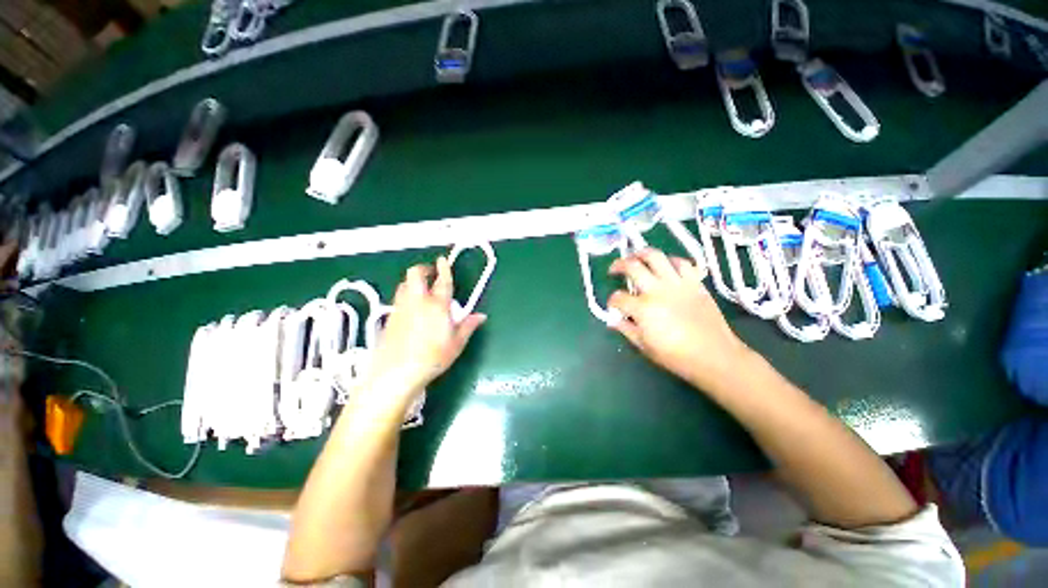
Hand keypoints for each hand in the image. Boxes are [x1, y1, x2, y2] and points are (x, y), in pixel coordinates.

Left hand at [360, 257, 485, 411]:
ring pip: (404, 284)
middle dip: (423, 268)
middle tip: (431, 272)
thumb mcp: (456, 344)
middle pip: (415, 274)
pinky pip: (398, 298)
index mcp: (437, 306)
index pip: (442, 281)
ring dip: (413, 282)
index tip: (443, 260)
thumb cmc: (432, 358)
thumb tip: (481, 316)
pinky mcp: (390, 318)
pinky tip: (412, 309)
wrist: (395, 373)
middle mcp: (417, 301)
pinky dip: (406, 295)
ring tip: (422, 289)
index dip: (444, 268)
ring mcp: (401, 308)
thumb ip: (468, 326)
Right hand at [608, 248, 750, 392]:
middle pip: (632, 267)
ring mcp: (677, 283)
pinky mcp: (694, 282)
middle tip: (614, 269)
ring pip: (655, 256)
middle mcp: (657, 290)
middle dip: (618, 265)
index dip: (612, 301)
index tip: (614, 306)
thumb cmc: (676, 356)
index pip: (618, 298)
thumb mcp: (644, 346)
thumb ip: (625, 329)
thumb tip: (612, 320)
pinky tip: (666, 266)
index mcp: (642, 309)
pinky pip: (682, 262)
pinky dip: (671, 260)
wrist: (714, 355)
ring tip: (636, 257)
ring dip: (641, 254)